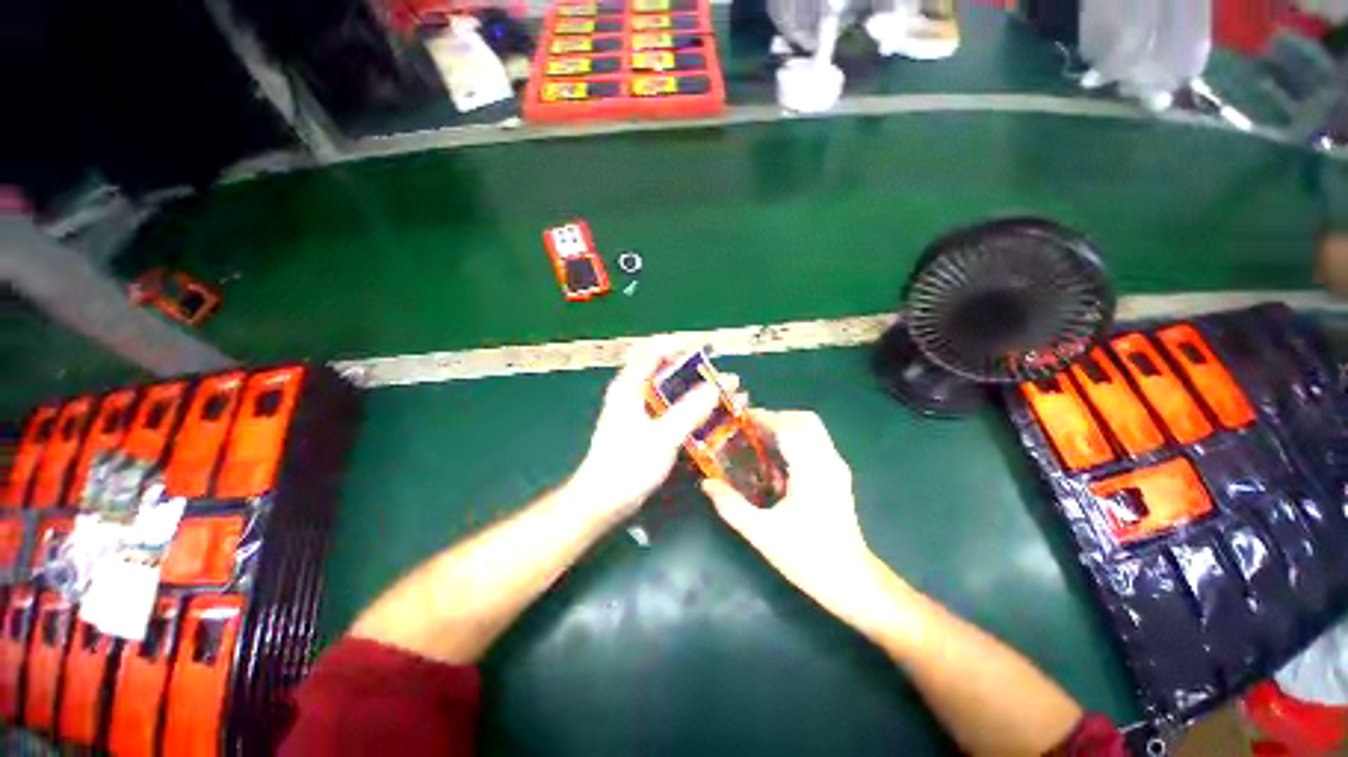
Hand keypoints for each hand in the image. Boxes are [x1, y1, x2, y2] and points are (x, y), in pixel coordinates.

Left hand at [570, 343, 728, 518]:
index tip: (708, 347)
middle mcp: (633, 393)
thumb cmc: (627, 465)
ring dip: (698, 392)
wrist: (602, 500)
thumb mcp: (662, 437)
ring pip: (672, 392)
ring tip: (726, 396)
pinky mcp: (645, 428)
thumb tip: (716, 386)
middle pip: (667, 371)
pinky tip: (711, 417)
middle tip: (724, 378)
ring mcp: (639, 411)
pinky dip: (691, 409)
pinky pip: (672, 410)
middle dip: (697, 373)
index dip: (681, 345)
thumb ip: (689, 411)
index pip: (654, 351)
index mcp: (629, 386)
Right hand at [703, 410, 885, 623]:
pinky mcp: (838, 475)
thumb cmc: (807, 557)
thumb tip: (707, 483)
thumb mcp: (761, 533)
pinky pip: (816, 443)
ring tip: (760, 444)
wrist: (851, 581)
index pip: (788, 427)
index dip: (763, 418)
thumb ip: (730, 506)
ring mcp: (837, 467)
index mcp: (811, 469)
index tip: (739, 420)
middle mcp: (828, 460)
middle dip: (775, 418)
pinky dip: (795, 441)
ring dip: (785, 429)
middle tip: (749, 431)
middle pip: (804, 420)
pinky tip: (777, 464)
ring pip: (812, 429)